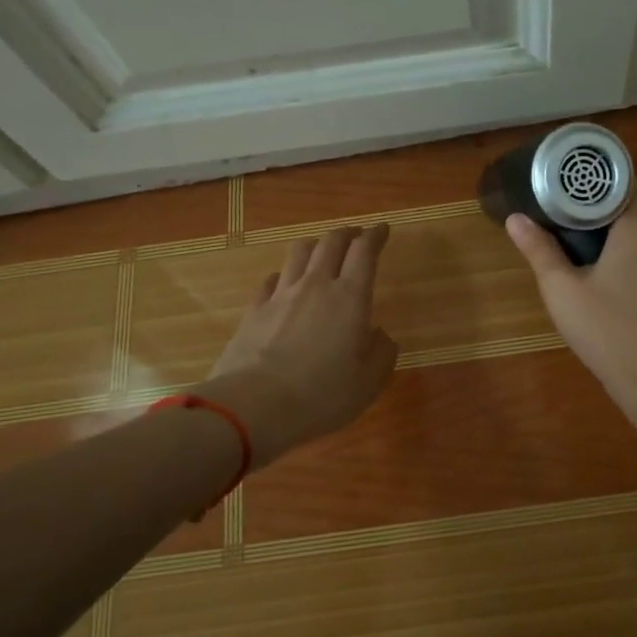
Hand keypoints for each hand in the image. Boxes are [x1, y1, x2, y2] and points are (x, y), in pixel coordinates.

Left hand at [204, 224, 397, 463]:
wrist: (253, 407)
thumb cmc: (321, 396)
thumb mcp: (368, 383)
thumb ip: (381, 352)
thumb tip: (378, 334)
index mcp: (350, 298)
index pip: (365, 251)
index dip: (375, 235)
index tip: (383, 229)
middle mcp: (316, 286)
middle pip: (331, 242)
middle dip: (347, 233)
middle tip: (356, 236)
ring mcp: (281, 295)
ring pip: (299, 252)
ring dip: (315, 245)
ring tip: (322, 251)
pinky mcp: (254, 310)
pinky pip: (272, 279)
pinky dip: (284, 274)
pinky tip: (285, 283)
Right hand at [505, 200, 636, 431]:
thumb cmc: (607, 333)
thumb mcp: (563, 292)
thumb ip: (540, 250)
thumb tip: (515, 218)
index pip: (617, 194)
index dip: (589, 200)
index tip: (565, 211)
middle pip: (632, 223)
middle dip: (603, 233)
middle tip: (571, 252)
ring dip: (624, 259)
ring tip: (593, 282)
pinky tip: (623, 307)